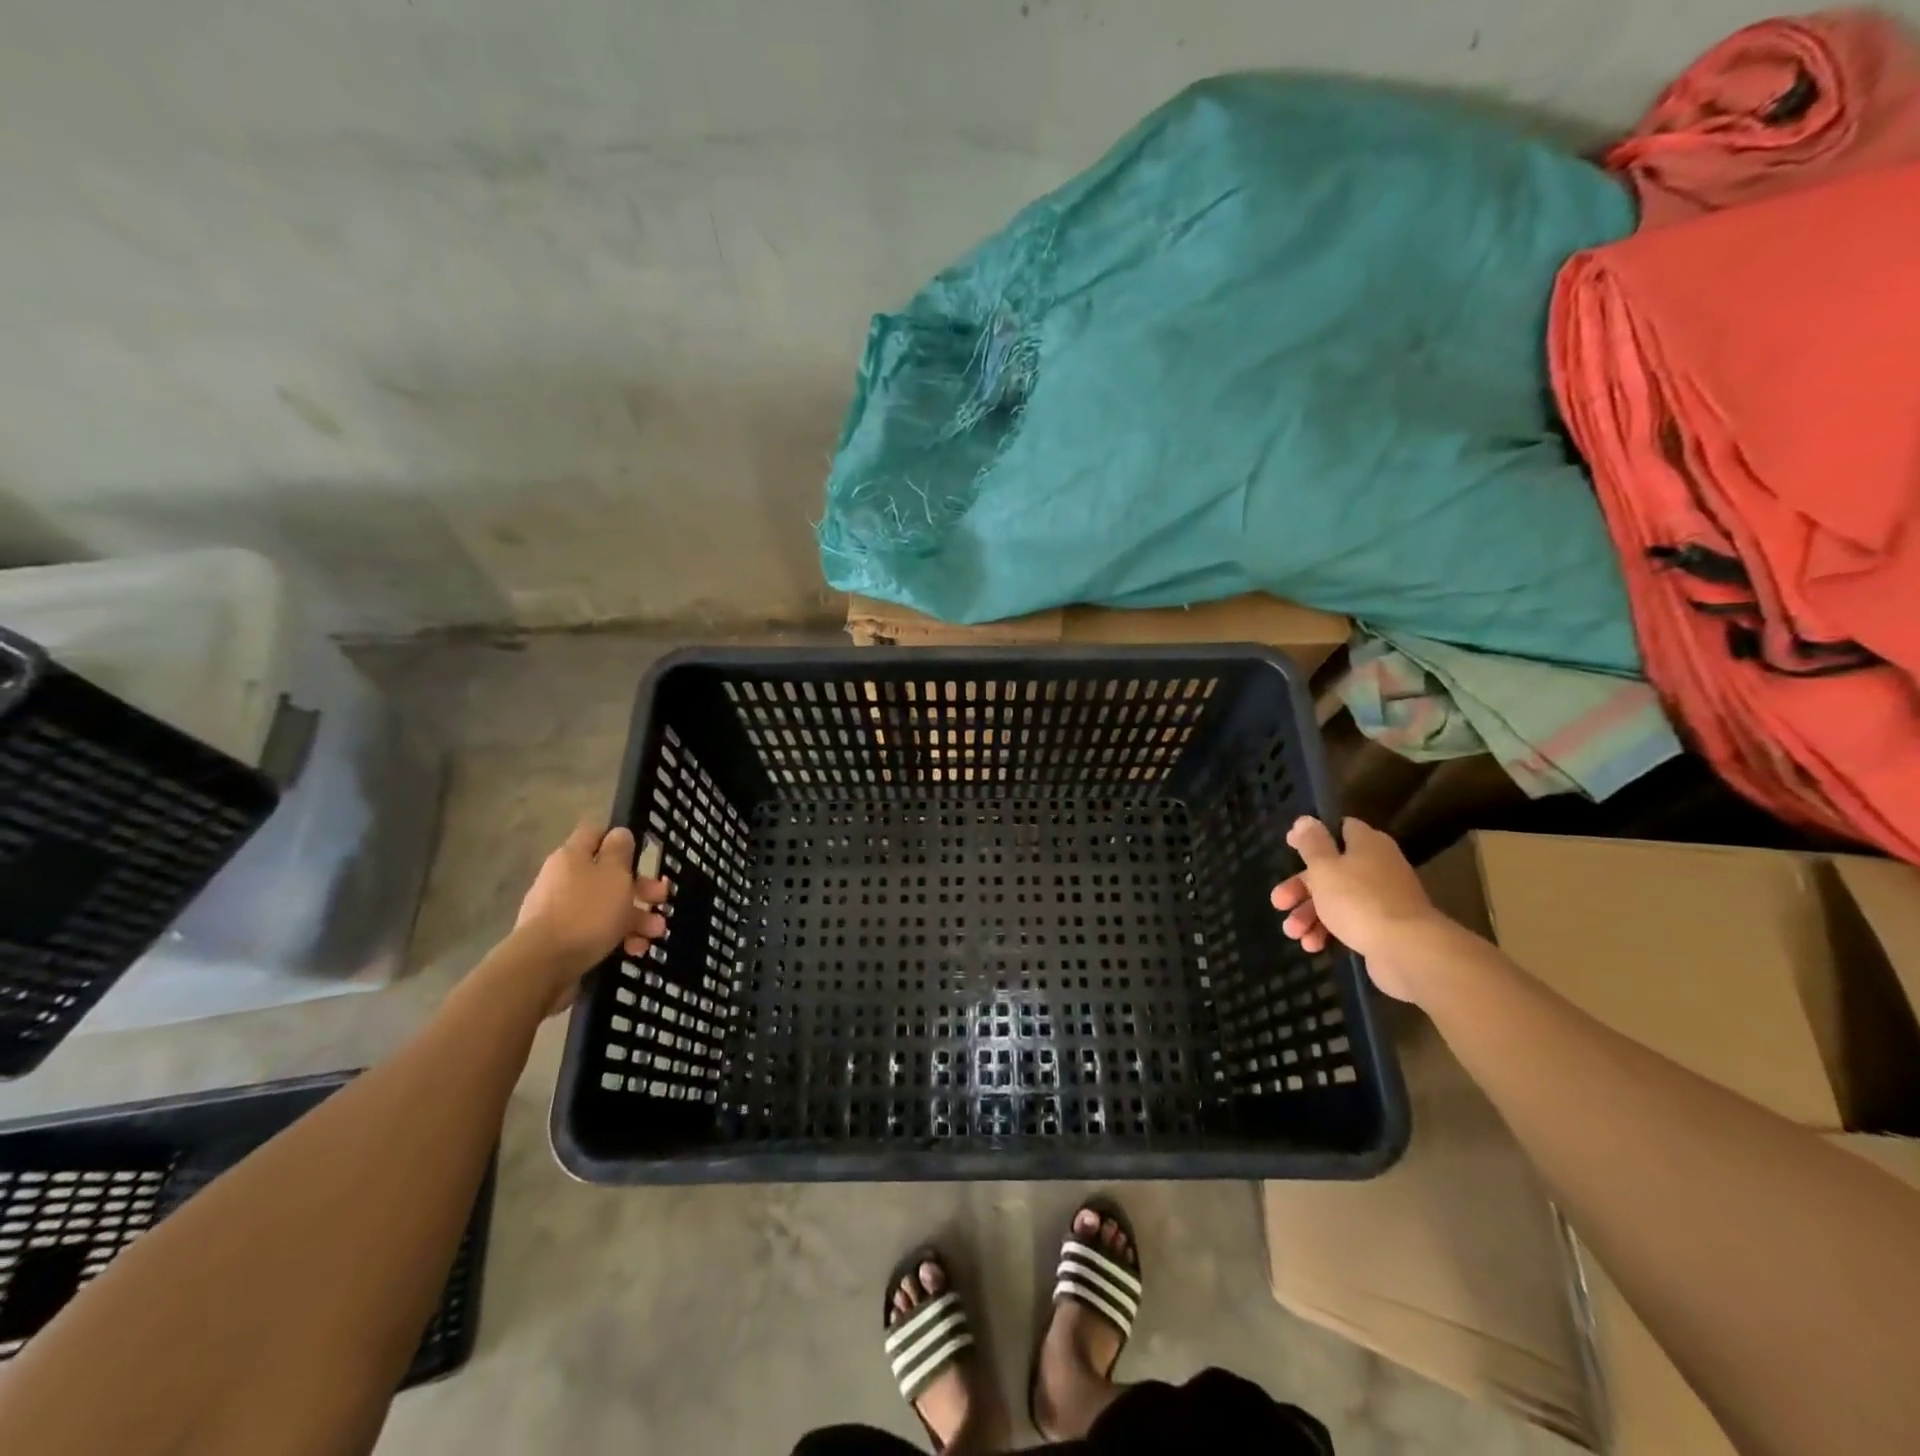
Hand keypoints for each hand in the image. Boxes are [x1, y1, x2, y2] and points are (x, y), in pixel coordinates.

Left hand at [515, 822, 670, 993]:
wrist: (543, 966)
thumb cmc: (586, 912)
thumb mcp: (614, 874)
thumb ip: (620, 851)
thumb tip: (619, 833)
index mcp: (572, 857)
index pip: (594, 834)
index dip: (618, 840)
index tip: (642, 853)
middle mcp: (562, 880)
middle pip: (606, 875)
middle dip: (639, 888)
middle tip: (661, 899)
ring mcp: (559, 912)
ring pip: (605, 906)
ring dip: (635, 917)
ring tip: (655, 934)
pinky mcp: (560, 941)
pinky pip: (595, 932)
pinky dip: (617, 938)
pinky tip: (634, 950)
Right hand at [1270, 816, 1439, 1000]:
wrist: (1407, 951)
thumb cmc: (1359, 900)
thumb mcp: (1324, 867)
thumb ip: (1311, 843)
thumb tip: (1305, 819)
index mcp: (1367, 844)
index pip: (1341, 829)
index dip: (1313, 837)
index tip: (1289, 846)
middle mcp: (1378, 866)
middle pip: (1331, 869)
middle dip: (1301, 888)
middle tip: (1279, 902)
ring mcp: (1384, 898)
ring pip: (1337, 899)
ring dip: (1310, 914)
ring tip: (1293, 933)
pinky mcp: (1385, 926)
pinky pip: (1350, 922)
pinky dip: (1329, 931)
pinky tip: (1313, 945)